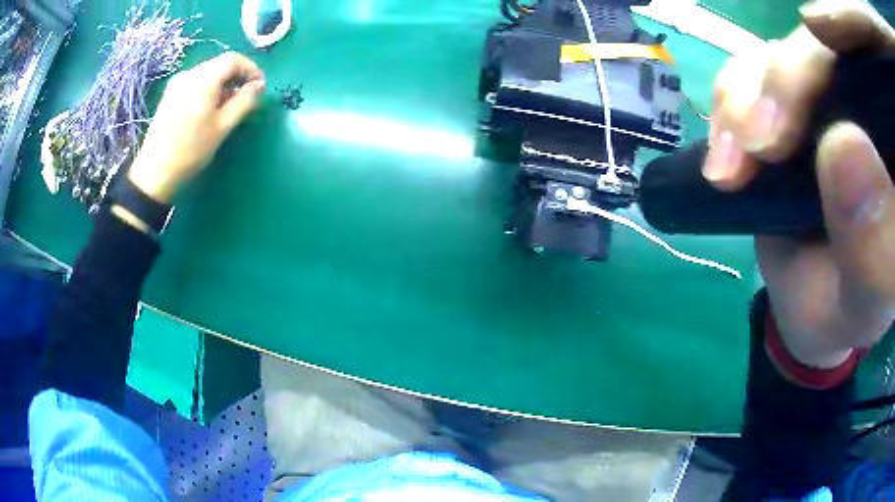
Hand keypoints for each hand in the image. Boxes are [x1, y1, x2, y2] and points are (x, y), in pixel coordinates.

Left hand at [127, 52, 265, 203]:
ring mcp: (177, 83)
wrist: (155, 171)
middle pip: (219, 64)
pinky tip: (208, 109)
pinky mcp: (170, 94)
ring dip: (222, 84)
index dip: (250, 68)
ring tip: (228, 106)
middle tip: (245, 98)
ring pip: (207, 73)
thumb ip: (244, 101)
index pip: (233, 59)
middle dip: (236, 77)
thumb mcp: (223, 127)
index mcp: (204, 78)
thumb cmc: (191, 149)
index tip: (259, 86)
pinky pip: (195, 82)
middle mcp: (190, 74)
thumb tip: (259, 85)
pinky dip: (208, 89)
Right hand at [704, 0, 894, 367]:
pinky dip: (729, 102)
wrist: (811, 305)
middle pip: (827, 47)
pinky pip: (748, 70)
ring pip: (781, 50)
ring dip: (749, 96)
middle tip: (763, 145)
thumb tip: (844, 145)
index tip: (820, 32)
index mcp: (891, 146)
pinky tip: (725, 156)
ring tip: (735, 164)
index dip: (845, 26)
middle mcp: (865, 106)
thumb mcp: (868, 300)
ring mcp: (824, 96)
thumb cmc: (849, 311)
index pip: (865, 59)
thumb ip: (874, 248)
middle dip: (790, 78)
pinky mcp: (785, 101)